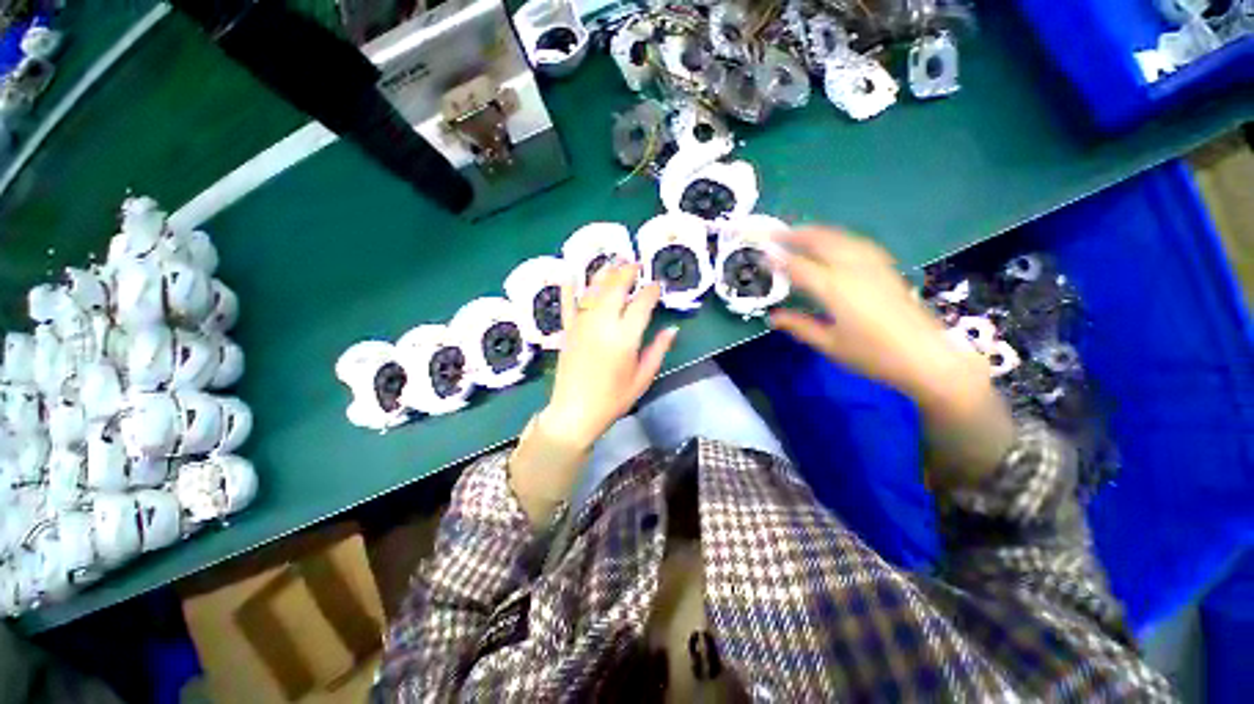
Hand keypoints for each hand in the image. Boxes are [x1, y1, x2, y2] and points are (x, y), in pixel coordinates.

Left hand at [539, 263, 677, 449]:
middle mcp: (602, 324)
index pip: (641, 304)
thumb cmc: (613, 399)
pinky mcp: (567, 330)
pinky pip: (567, 304)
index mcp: (625, 338)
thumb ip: (658, 350)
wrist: (575, 412)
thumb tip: (672, 329)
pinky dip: (569, 288)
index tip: (657, 285)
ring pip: (593, 290)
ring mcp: (582, 325)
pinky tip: (570, 273)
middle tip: (635, 264)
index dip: (651, 291)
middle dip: (627, 272)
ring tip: (613, 261)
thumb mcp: (642, 378)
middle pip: (616, 288)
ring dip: (604, 273)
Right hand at [768, 227, 990, 417]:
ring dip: (816, 232)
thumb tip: (773, 318)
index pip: (798, 266)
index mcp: (834, 289)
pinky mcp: (886, 267)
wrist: (927, 356)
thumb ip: (799, 326)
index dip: (777, 260)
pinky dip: (838, 237)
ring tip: (799, 233)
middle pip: (821, 241)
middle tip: (775, 235)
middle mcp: (853, 269)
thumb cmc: (873, 355)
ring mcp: (873, 265)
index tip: (760, 256)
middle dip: (796, 235)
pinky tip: (834, 243)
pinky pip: (856, 242)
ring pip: (840, 237)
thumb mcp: (829, 345)